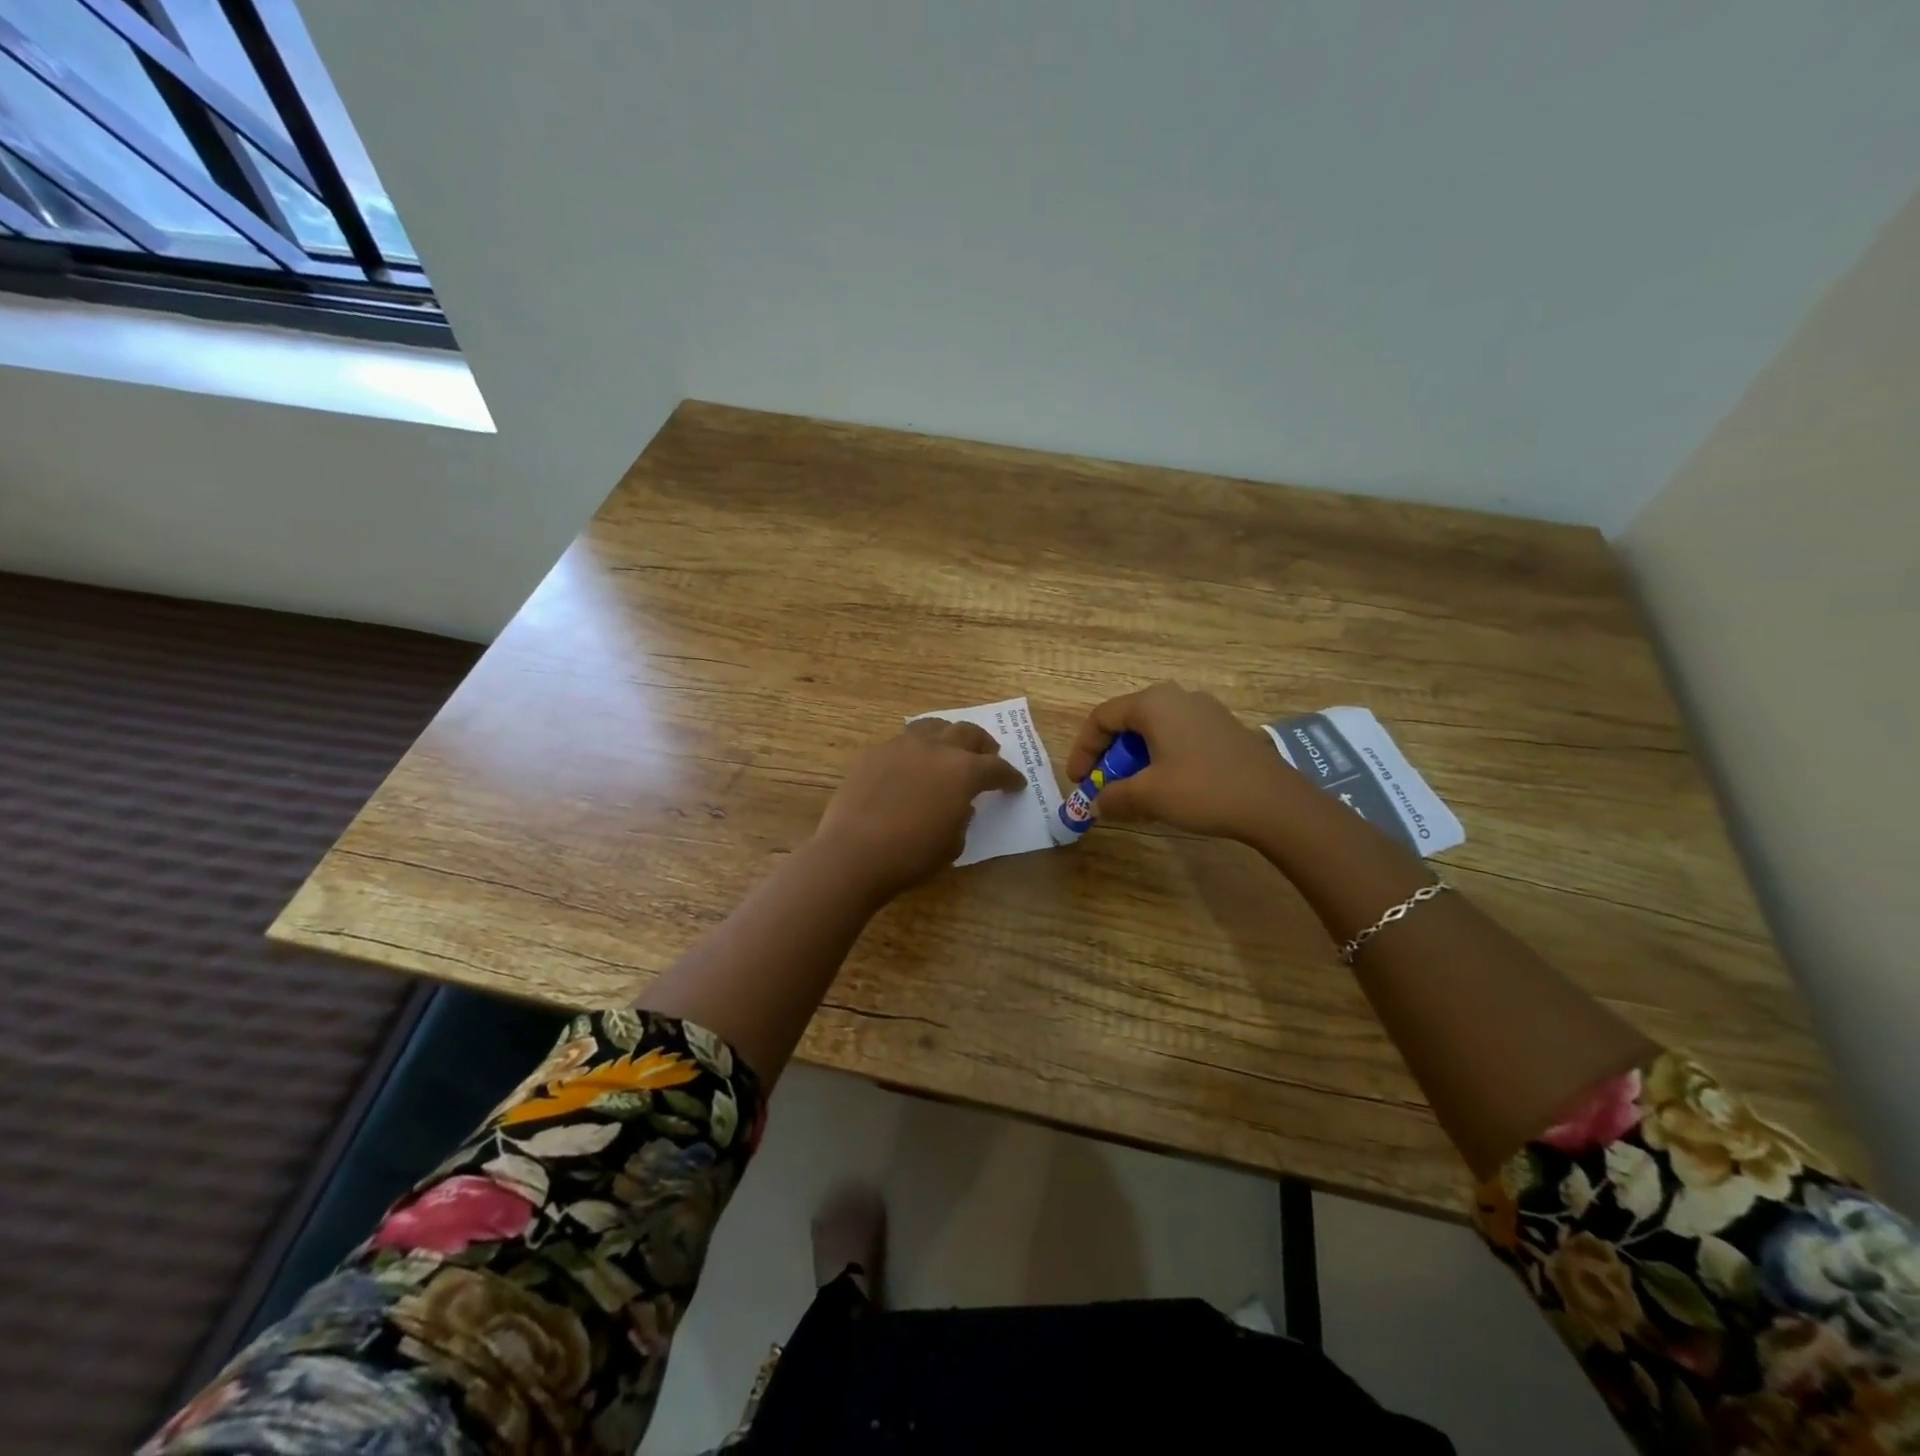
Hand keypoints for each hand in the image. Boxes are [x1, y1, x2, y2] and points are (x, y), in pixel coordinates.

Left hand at [813, 718, 1025, 897]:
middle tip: (988, 756)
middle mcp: (936, 748)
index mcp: (963, 771)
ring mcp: (901, 745)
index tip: (1016, 784)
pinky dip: (916, 749)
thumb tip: (960, 804)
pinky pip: (902, 742)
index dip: (1010, 777)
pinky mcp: (873, 752)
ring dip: (948, 736)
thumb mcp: (953, 843)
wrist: (853, 853)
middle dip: (983, 745)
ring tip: (950, 748)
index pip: (996, 768)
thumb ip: (963, 817)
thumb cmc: (911, 855)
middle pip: (968, 733)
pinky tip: (911, 765)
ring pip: (933, 726)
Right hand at [1066, 682, 1300, 839]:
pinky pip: (1178, 738)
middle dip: (1109, 757)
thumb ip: (1114, 797)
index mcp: (1152, 703)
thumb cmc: (1202, 790)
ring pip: (1154, 731)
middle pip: (1127, 722)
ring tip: (1133, 792)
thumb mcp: (1148, 796)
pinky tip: (1166, 788)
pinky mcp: (1224, 729)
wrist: (1274, 802)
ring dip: (1135, 760)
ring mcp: (1204, 711)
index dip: (1083, 750)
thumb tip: (1097, 803)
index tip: (1078, 781)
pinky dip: (1161, 759)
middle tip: (1104, 787)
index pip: (1101, 718)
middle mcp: (1177, 697)